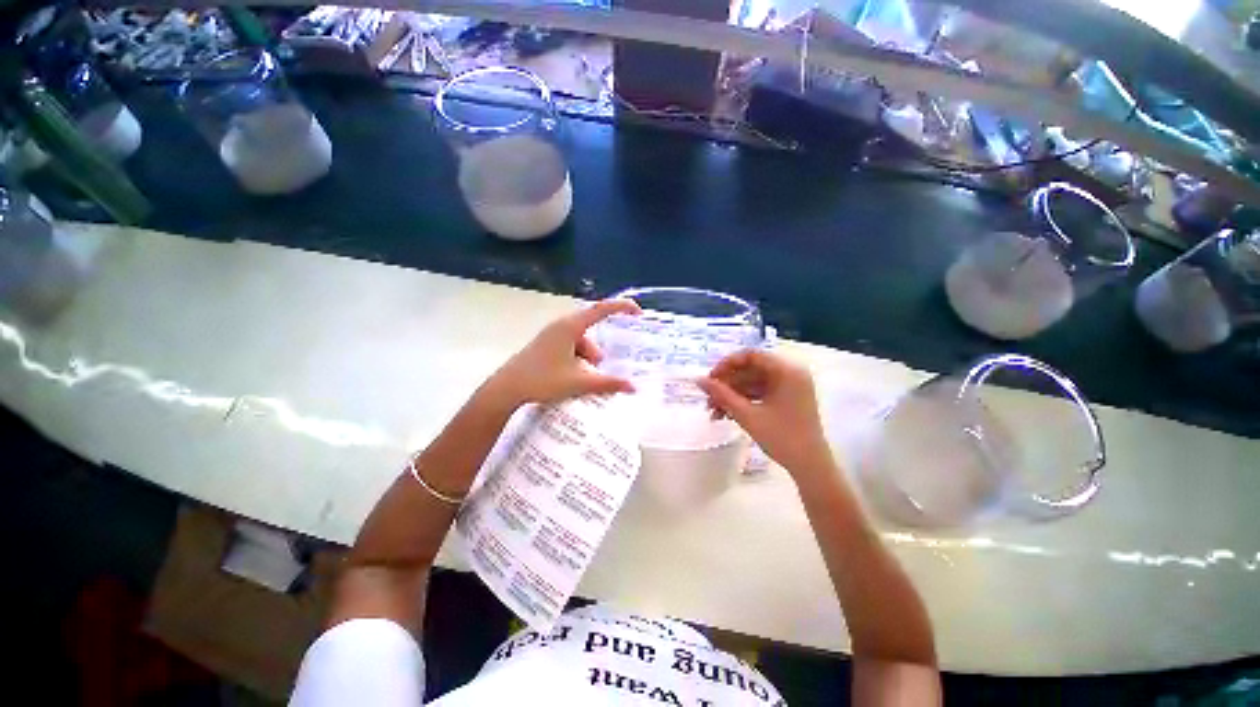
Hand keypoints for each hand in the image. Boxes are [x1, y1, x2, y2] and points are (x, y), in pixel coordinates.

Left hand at [486, 299, 641, 407]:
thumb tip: (633, 387)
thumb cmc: (542, 380)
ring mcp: (552, 335)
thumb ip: (608, 383)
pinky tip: (570, 377)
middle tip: (600, 371)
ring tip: (581, 380)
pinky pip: (570, 347)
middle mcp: (561, 326)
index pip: (601, 310)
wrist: (506, 389)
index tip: (638, 312)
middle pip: (591, 332)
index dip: (622, 307)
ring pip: (581, 343)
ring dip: (586, 359)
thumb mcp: (579, 382)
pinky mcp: (546, 344)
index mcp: (570, 327)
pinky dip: (576, 360)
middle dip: (598, 352)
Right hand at [696, 350, 833, 476]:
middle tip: (708, 399)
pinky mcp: (787, 398)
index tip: (710, 379)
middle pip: (750, 370)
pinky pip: (760, 393)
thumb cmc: (782, 438)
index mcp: (787, 370)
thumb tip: (698, 380)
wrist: (810, 467)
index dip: (727, 364)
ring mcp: (789, 386)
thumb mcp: (747, 415)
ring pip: (752, 383)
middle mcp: (790, 373)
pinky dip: (743, 401)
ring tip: (714, 413)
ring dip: (732, 395)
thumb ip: (722, 395)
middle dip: (727, 385)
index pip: (750, 355)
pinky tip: (726, 415)